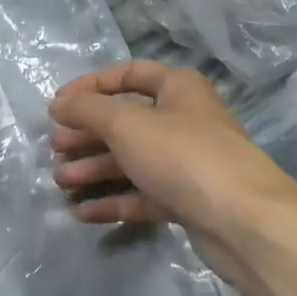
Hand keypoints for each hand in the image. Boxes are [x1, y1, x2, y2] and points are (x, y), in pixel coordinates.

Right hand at [49, 60, 296, 284]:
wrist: (241, 220)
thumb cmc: (182, 156)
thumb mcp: (126, 124)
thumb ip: (87, 110)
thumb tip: (59, 103)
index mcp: (178, 89)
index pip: (128, 74)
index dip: (91, 86)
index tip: (57, 105)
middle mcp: (184, 120)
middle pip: (127, 121)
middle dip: (88, 134)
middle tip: (55, 148)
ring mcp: (186, 163)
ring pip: (132, 160)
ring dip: (94, 169)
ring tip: (60, 182)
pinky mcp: (186, 200)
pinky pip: (141, 195)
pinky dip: (112, 201)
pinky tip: (81, 212)